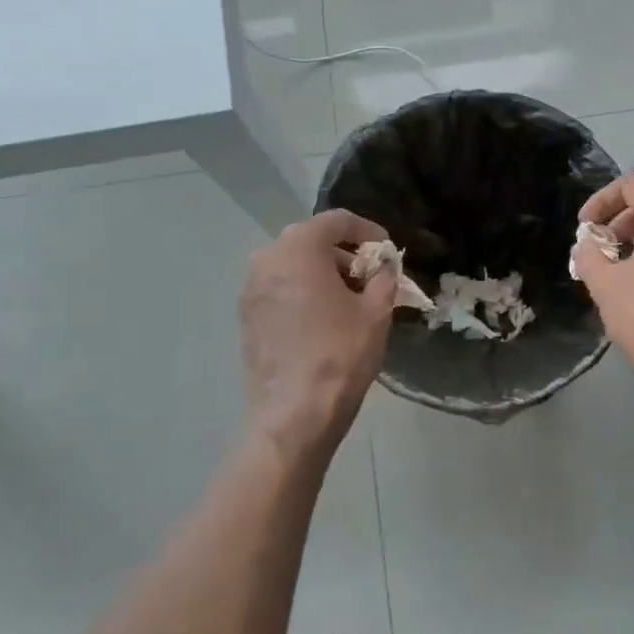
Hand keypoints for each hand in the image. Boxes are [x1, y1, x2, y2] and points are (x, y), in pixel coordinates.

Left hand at [240, 209, 397, 462]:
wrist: (294, 412)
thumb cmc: (340, 354)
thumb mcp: (376, 311)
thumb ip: (383, 278)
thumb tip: (384, 267)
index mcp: (299, 248)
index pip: (337, 220)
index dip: (367, 230)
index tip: (387, 250)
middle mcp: (267, 258)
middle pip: (311, 239)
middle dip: (344, 251)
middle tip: (370, 273)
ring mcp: (250, 288)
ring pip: (292, 263)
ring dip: (322, 271)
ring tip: (350, 296)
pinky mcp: (246, 315)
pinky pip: (279, 287)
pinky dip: (302, 289)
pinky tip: (324, 315)